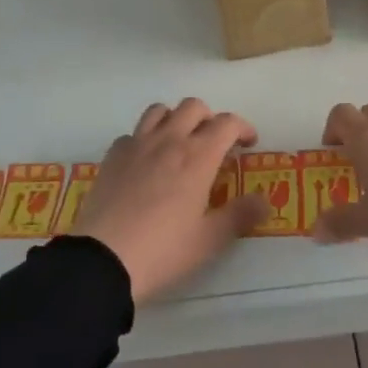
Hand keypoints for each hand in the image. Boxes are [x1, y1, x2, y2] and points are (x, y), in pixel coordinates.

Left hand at [79, 99, 268, 302]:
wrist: (103, 260)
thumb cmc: (164, 250)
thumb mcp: (210, 239)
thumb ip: (240, 215)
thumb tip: (264, 201)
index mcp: (198, 156)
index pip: (227, 123)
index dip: (242, 128)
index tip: (248, 144)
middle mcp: (168, 140)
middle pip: (193, 107)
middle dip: (210, 118)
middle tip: (215, 143)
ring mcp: (136, 145)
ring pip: (159, 111)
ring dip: (176, 119)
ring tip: (180, 142)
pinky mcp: (111, 157)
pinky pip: (132, 133)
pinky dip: (145, 139)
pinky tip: (146, 162)